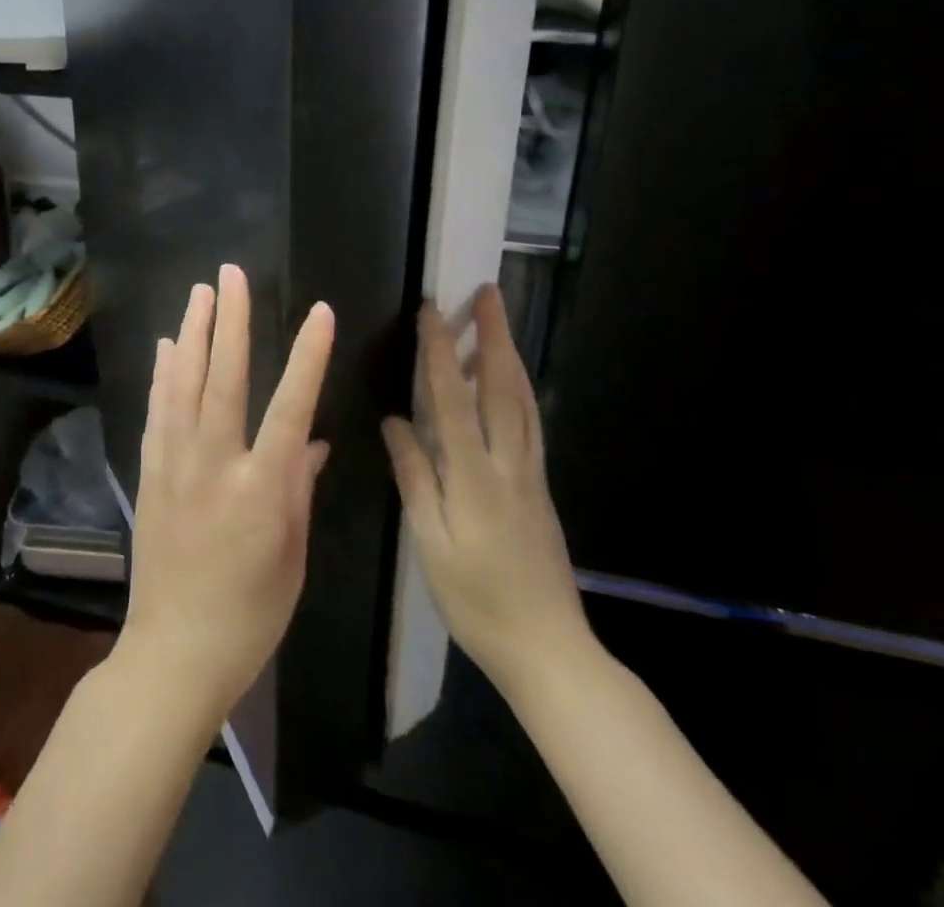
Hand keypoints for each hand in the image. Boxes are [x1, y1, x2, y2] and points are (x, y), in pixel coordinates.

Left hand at [119, 265, 334, 727]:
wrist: (175, 652)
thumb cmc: (251, 614)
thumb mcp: (292, 556)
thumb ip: (299, 489)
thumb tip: (312, 439)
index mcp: (261, 488)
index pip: (291, 406)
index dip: (307, 355)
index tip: (319, 311)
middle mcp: (214, 464)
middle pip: (223, 378)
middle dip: (230, 320)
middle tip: (232, 274)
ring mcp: (175, 465)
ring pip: (182, 384)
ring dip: (192, 333)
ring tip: (199, 292)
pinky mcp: (150, 474)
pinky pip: (156, 412)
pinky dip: (162, 374)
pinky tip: (166, 347)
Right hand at [382, 286, 594, 699]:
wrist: (549, 650)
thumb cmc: (477, 600)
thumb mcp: (432, 544)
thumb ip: (415, 478)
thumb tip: (395, 422)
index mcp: (475, 476)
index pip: (454, 399)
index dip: (441, 352)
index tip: (432, 312)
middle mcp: (509, 463)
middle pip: (501, 387)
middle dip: (492, 335)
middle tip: (488, 293)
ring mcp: (530, 473)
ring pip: (523, 401)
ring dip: (509, 355)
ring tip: (499, 321)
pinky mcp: (539, 486)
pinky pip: (530, 422)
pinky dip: (521, 388)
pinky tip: (514, 380)